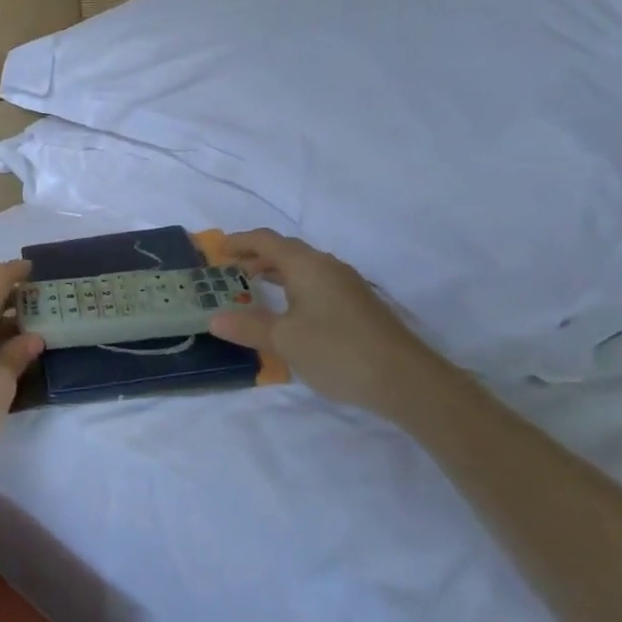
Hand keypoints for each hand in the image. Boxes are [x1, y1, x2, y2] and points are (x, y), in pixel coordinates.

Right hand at [209, 229, 461, 416]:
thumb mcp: (284, 340)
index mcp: (307, 265)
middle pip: (285, 250)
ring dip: (276, 273)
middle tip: (230, 272)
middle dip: (256, 257)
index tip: (217, 251)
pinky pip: (316, 283)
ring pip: (303, 268)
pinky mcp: (358, 305)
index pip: (266, 240)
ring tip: (254, 289)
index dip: (239, 241)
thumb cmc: (338, 351)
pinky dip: (294, 287)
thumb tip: (214, 319)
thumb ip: (248, 327)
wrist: (407, 380)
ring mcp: (347, 285)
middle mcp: (327, 267)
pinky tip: (289, 312)